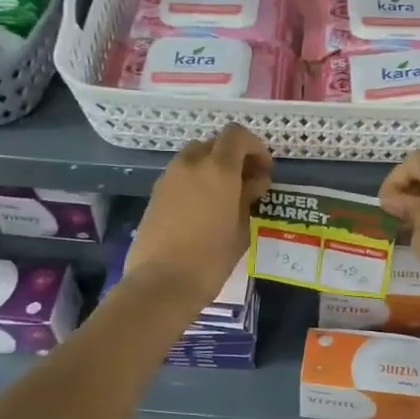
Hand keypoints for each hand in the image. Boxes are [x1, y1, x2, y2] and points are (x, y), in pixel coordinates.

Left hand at [128, 124, 272, 304]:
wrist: (161, 283)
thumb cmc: (210, 259)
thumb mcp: (241, 229)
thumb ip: (249, 198)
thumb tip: (253, 183)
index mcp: (218, 168)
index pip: (237, 135)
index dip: (255, 147)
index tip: (264, 171)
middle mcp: (191, 163)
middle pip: (215, 143)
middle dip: (234, 157)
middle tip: (247, 184)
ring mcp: (169, 177)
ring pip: (195, 158)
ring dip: (212, 168)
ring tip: (225, 198)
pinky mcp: (155, 193)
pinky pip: (180, 175)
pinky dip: (195, 181)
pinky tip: (204, 210)